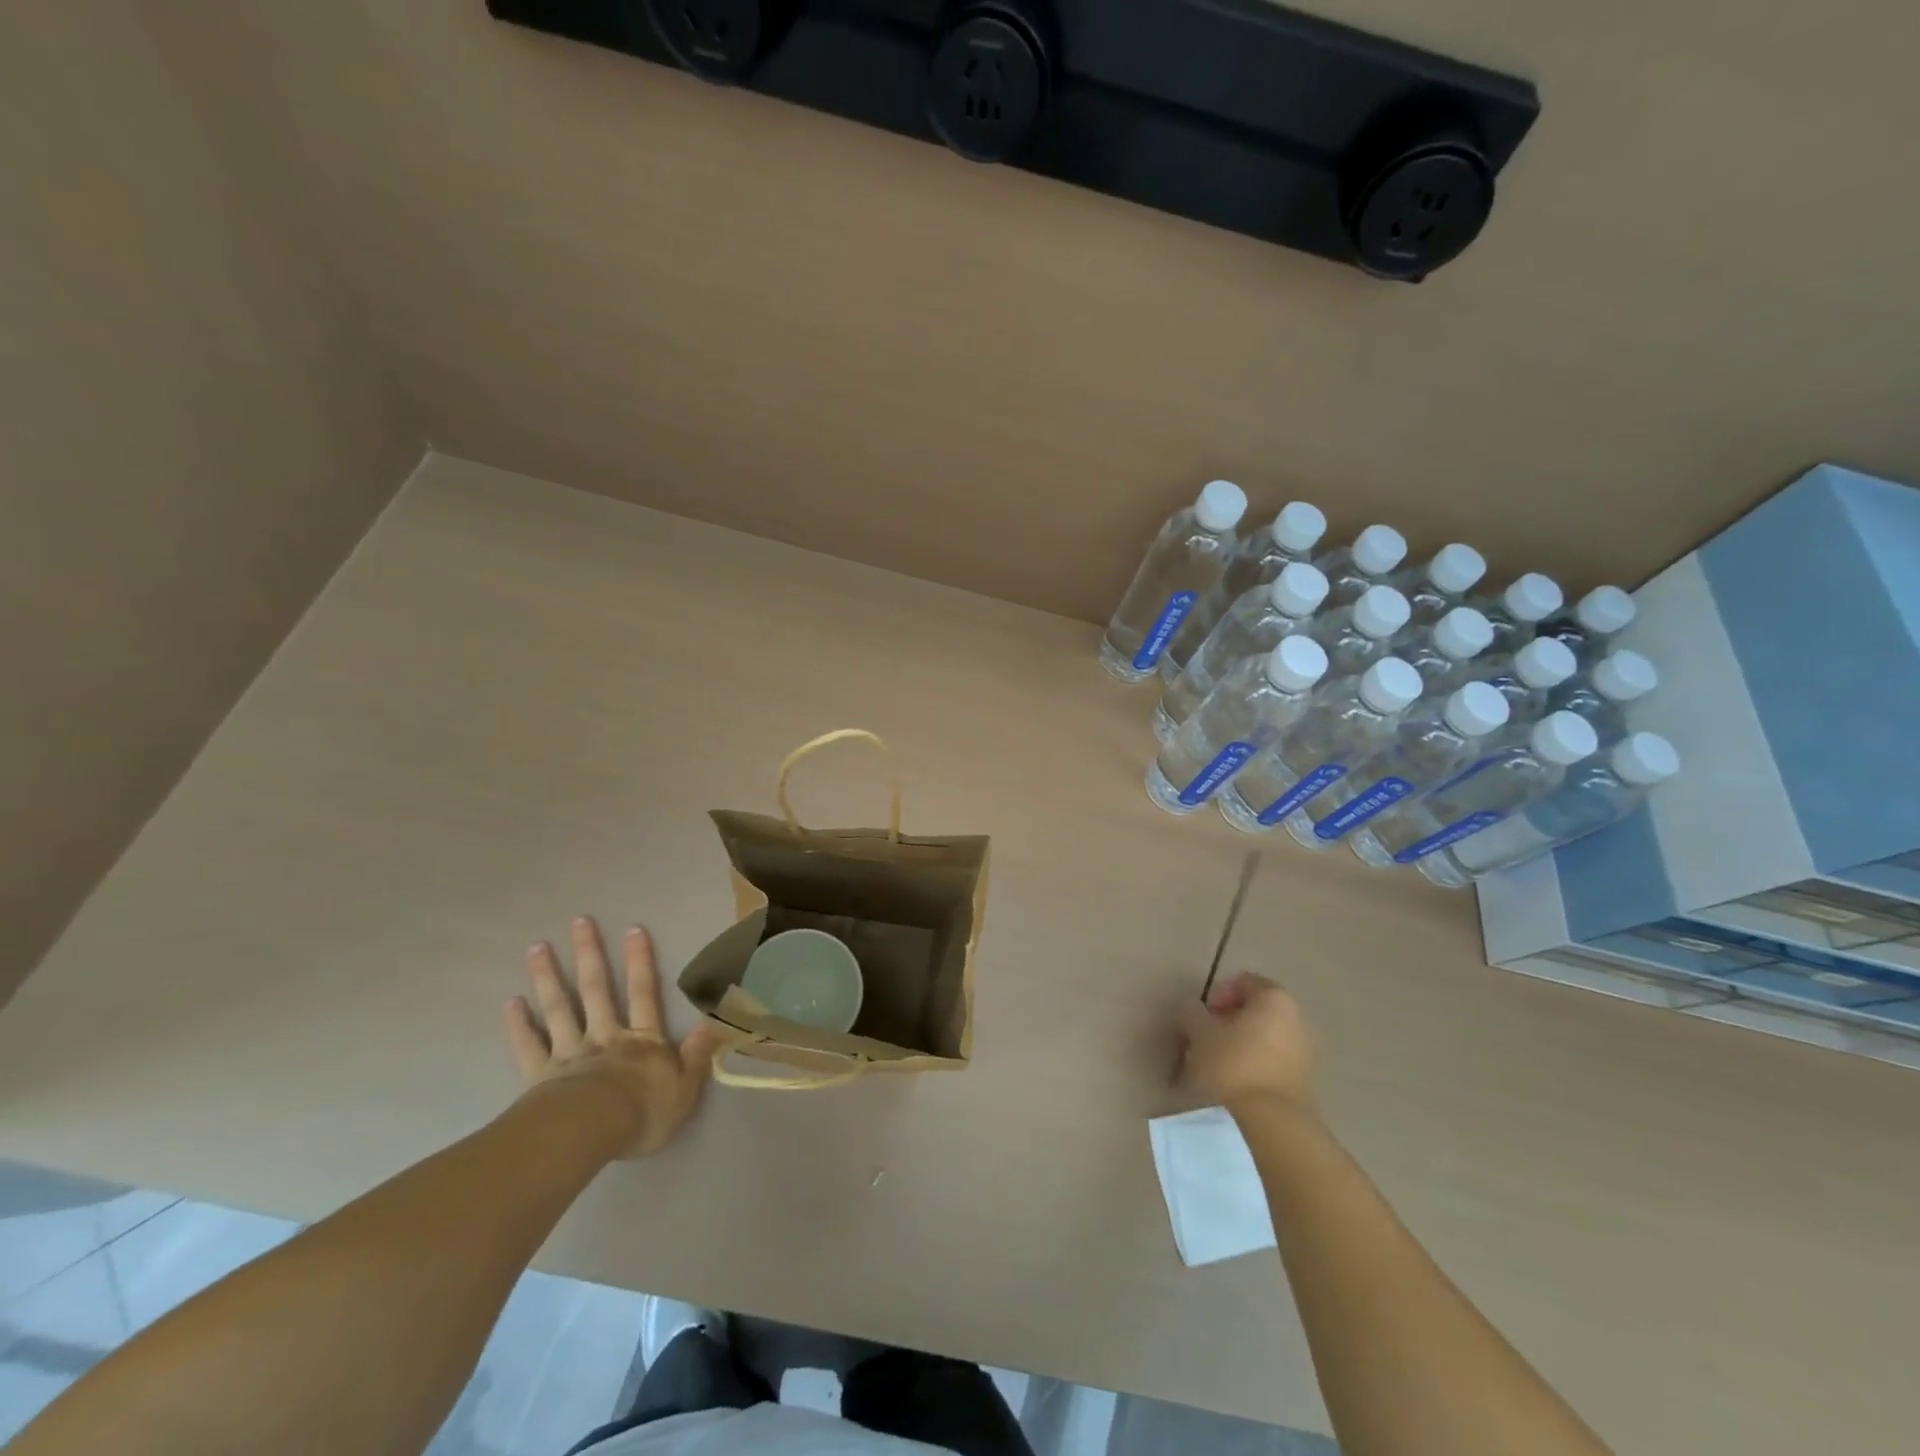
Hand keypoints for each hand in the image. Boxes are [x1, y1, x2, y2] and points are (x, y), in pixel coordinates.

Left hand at [505, 917, 718, 1157]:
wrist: (590, 1134)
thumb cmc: (642, 1113)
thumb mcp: (685, 1087)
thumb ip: (698, 1054)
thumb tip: (716, 1022)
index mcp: (642, 1040)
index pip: (644, 993)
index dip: (640, 961)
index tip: (633, 928)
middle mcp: (605, 1037)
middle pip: (596, 990)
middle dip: (590, 954)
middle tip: (579, 921)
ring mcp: (570, 1053)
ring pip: (559, 1009)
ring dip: (548, 977)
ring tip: (536, 948)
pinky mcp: (540, 1075)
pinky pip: (528, 1046)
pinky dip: (519, 1024)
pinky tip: (510, 1003)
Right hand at [1178, 972, 1315, 1112]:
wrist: (1272, 1123)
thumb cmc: (1233, 1064)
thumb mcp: (1199, 1033)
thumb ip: (1192, 1013)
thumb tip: (1191, 1009)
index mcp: (1274, 998)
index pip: (1243, 982)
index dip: (1218, 995)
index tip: (1203, 1017)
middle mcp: (1297, 1019)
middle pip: (1257, 1010)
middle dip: (1230, 1021)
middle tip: (1207, 1038)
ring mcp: (1305, 1052)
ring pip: (1265, 1037)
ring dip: (1242, 1044)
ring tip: (1218, 1064)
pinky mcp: (1305, 1083)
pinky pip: (1274, 1062)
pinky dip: (1255, 1064)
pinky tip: (1236, 1083)